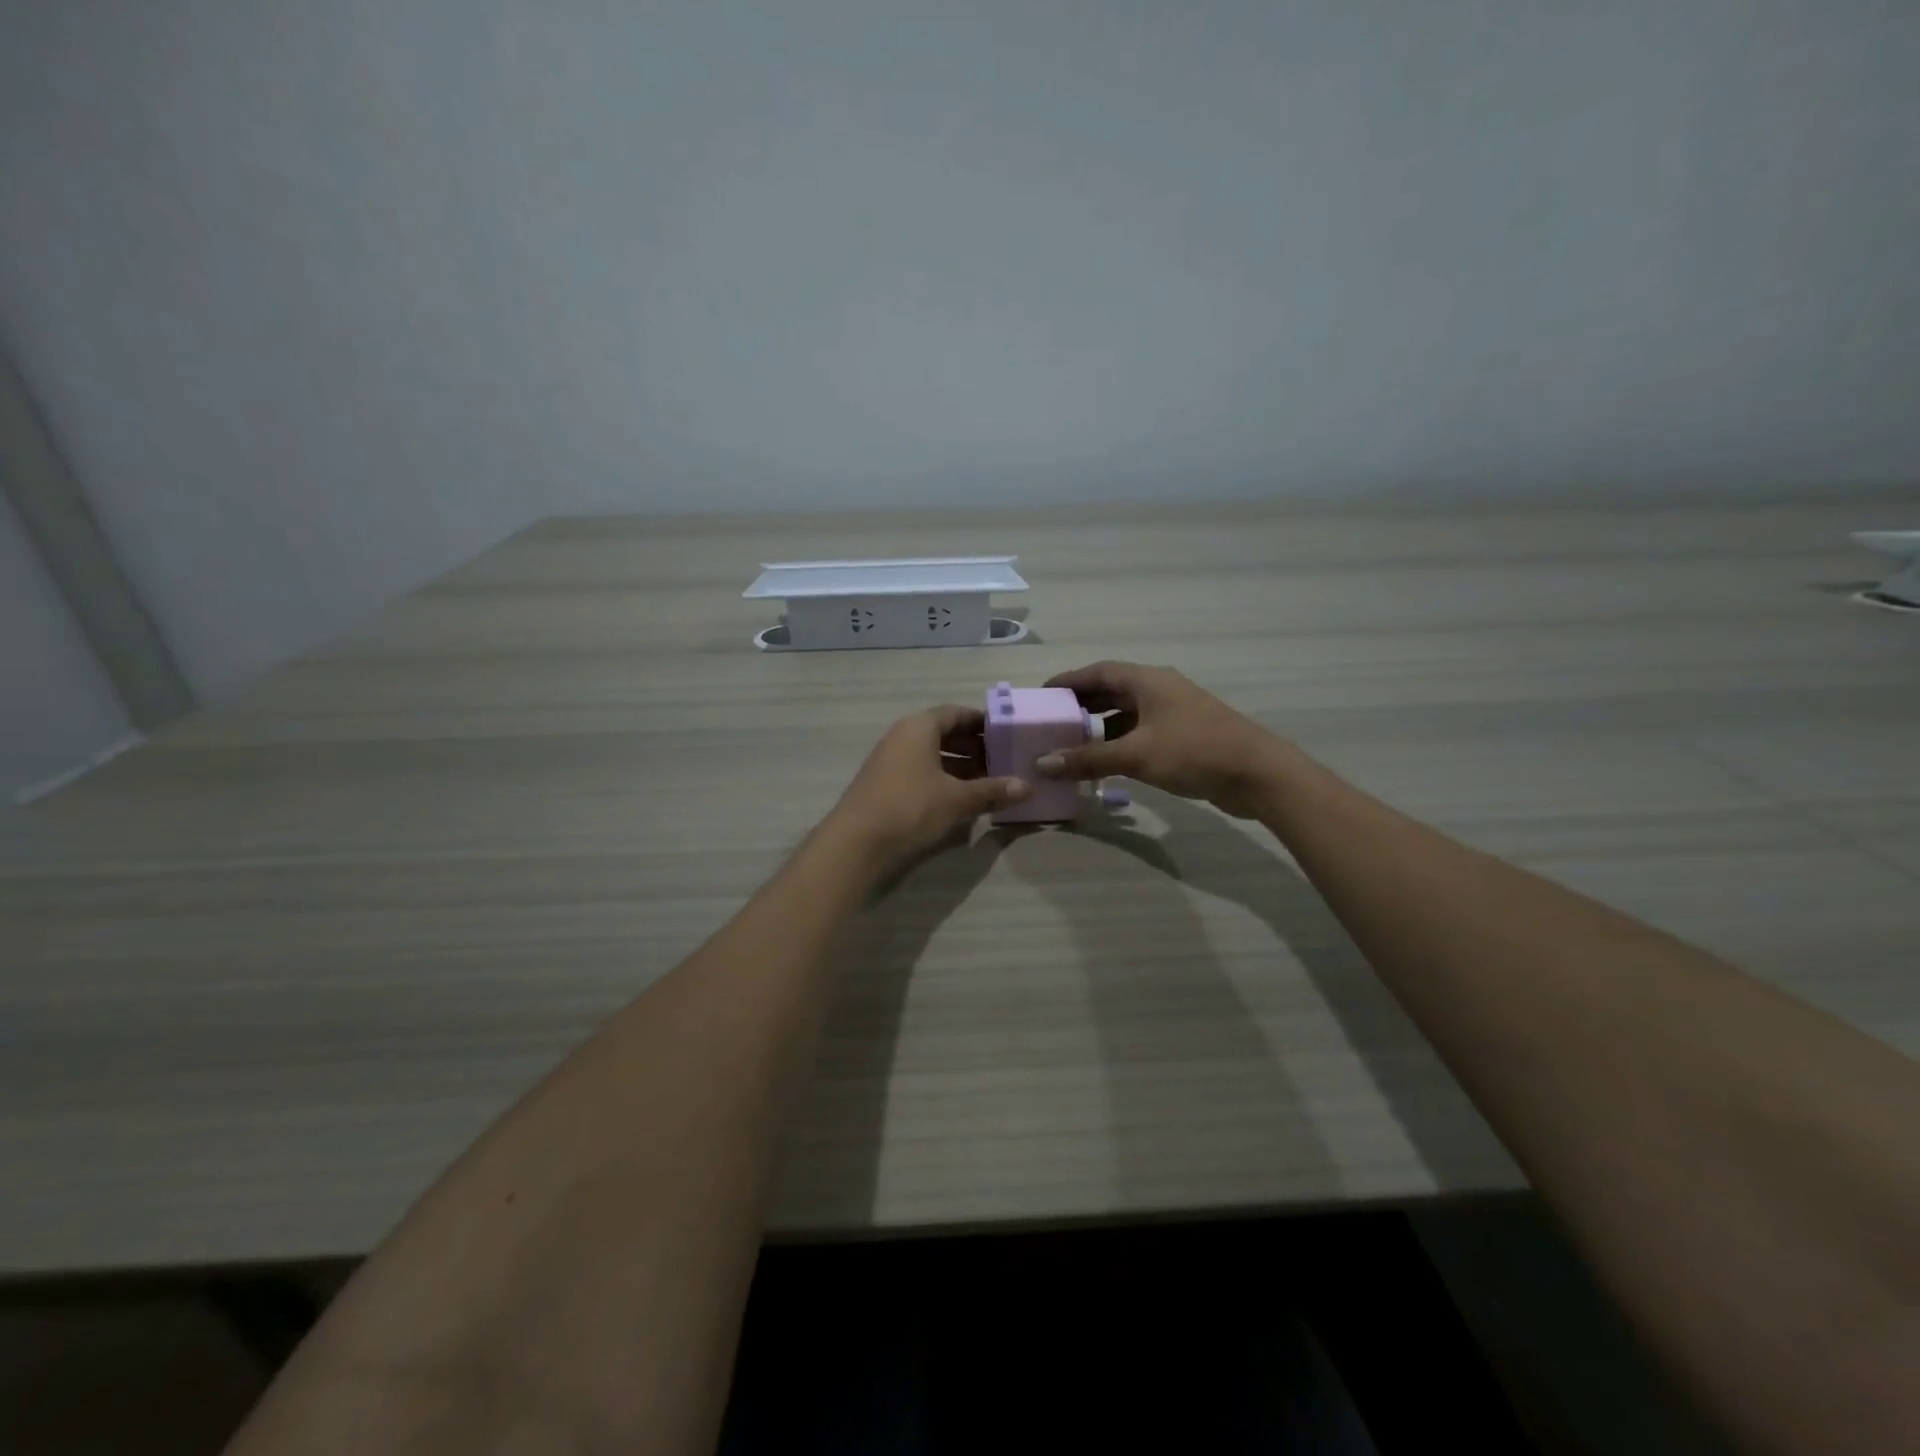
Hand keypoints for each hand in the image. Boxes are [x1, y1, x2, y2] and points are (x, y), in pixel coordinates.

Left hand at [827, 704, 1027, 871]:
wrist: (855, 843)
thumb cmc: (910, 808)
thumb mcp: (957, 799)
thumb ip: (992, 790)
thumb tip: (1026, 787)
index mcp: (919, 727)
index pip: (956, 713)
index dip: (982, 722)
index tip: (1006, 734)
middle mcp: (902, 737)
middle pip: (944, 733)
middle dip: (974, 746)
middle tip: (1003, 761)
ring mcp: (890, 761)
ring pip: (932, 755)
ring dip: (960, 766)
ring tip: (988, 783)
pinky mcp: (885, 785)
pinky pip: (921, 773)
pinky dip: (943, 780)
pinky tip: (961, 799)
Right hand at [1036, 661, 1286, 817]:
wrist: (1258, 774)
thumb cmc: (1194, 752)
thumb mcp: (1136, 755)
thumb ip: (1087, 759)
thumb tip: (1042, 764)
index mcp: (1148, 681)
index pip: (1098, 671)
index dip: (1068, 681)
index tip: (1041, 695)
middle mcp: (1159, 689)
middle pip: (1111, 690)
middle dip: (1081, 704)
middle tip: (1051, 722)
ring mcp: (1174, 713)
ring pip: (1127, 713)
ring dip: (1099, 726)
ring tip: (1070, 743)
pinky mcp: (1184, 736)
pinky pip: (1141, 732)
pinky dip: (1119, 742)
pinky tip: (1105, 762)